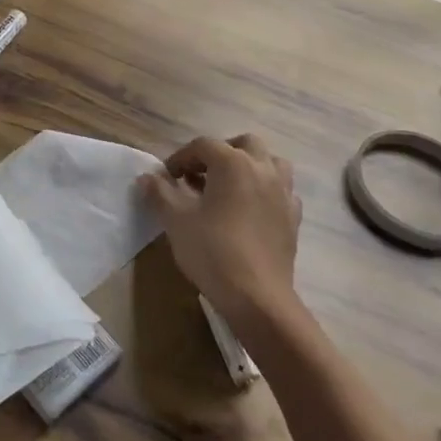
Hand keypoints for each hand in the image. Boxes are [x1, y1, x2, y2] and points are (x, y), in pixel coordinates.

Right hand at [138, 134, 301, 324]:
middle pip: (244, 144)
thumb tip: (146, 177)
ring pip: (271, 162)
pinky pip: (282, 191)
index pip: (203, 146)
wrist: (257, 297)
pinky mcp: (294, 217)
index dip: (181, 157)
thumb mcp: (176, 220)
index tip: (168, 176)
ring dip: (250, 166)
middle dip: (220, 153)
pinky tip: (251, 210)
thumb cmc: (213, 251)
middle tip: (201, 174)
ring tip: (229, 186)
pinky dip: (266, 191)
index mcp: (233, 163)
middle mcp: (263, 169)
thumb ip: (159, 193)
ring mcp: (283, 193)